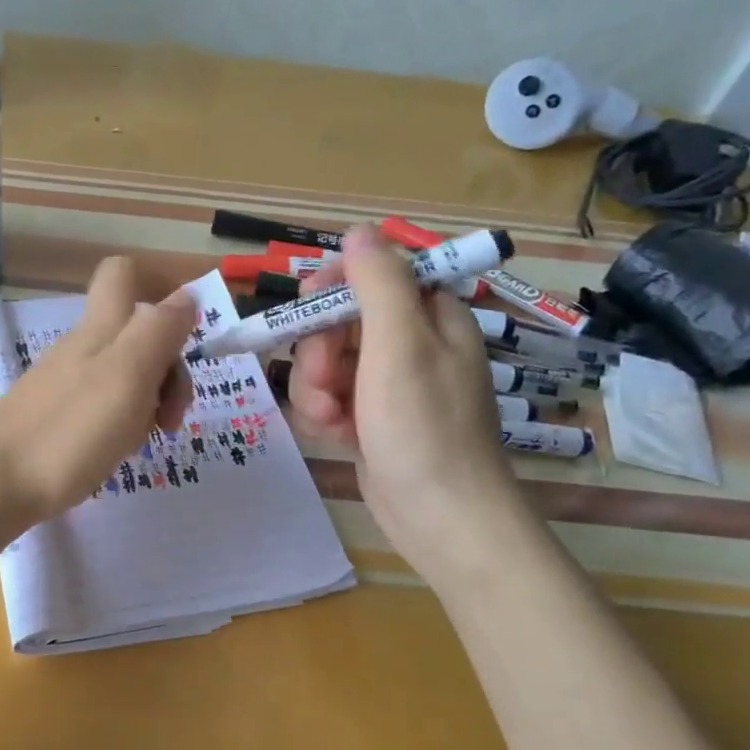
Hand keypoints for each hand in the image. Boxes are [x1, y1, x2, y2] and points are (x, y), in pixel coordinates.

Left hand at [0, 256, 196, 531]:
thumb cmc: (69, 430)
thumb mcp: (128, 374)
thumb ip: (159, 330)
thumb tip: (186, 294)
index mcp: (102, 328)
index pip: (126, 273)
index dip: (161, 286)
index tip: (186, 332)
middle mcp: (83, 346)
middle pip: (139, 331)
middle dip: (169, 367)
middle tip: (171, 416)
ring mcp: (66, 381)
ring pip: (126, 371)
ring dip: (150, 400)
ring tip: (142, 440)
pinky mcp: (56, 414)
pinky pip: (105, 403)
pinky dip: (124, 421)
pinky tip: (116, 450)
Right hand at [289, 225, 525, 576]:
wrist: (441, 518)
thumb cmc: (425, 427)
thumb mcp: (400, 345)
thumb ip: (378, 283)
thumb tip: (359, 231)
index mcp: (430, 316)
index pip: (373, 275)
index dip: (335, 287)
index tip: (308, 307)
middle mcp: (409, 344)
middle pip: (340, 320)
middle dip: (320, 351)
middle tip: (326, 380)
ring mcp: (387, 384)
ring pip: (326, 362)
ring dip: (316, 389)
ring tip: (331, 420)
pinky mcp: (370, 418)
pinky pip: (329, 397)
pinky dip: (324, 415)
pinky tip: (336, 436)